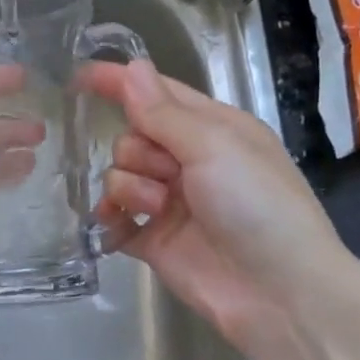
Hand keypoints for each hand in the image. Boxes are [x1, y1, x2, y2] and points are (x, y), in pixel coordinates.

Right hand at [81, 60, 342, 351]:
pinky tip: (115, 225)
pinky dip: (111, 218)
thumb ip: (164, 112)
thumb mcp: (215, 146)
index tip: (81, 76)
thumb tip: (132, 67)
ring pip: (120, 176)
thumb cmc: (257, 205)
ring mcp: (170, 202)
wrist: (278, 292)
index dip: (121, 83)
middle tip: (166, 173)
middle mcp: (190, 161)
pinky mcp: (153, 241)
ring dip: (131, 188)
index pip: (157, 94)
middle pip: (133, 136)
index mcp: (213, 128)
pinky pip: (115, 218)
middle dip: (138, 151)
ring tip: (158, 210)